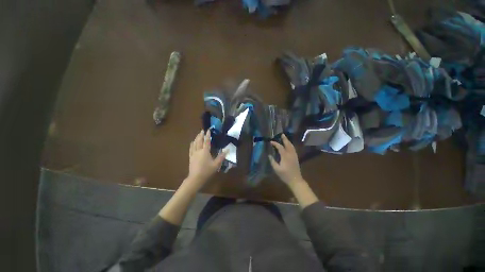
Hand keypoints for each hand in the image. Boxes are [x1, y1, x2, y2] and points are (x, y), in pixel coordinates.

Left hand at [187, 130, 226, 189]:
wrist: (196, 178)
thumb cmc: (207, 171)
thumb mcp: (216, 164)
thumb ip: (221, 157)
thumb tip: (227, 150)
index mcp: (205, 151)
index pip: (207, 141)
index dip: (208, 135)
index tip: (208, 130)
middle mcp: (199, 151)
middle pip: (199, 141)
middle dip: (201, 135)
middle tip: (202, 130)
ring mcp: (194, 154)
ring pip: (194, 144)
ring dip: (196, 138)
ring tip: (198, 134)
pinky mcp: (191, 157)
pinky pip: (191, 148)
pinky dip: (192, 144)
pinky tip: (192, 142)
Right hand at [268, 134, 304, 187]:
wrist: (296, 180)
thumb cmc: (285, 175)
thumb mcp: (277, 169)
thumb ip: (272, 161)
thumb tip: (269, 155)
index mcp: (285, 156)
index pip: (280, 147)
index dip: (275, 144)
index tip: (271, 141)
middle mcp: (290, 154)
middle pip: (288, 144)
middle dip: (285, 139)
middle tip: (282, 134)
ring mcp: (294, 156)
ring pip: (292, 146)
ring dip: (288, 141)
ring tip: (285, 138)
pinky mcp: (296, 158)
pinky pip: (293, 149)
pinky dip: (290, 145)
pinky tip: (289, 145)